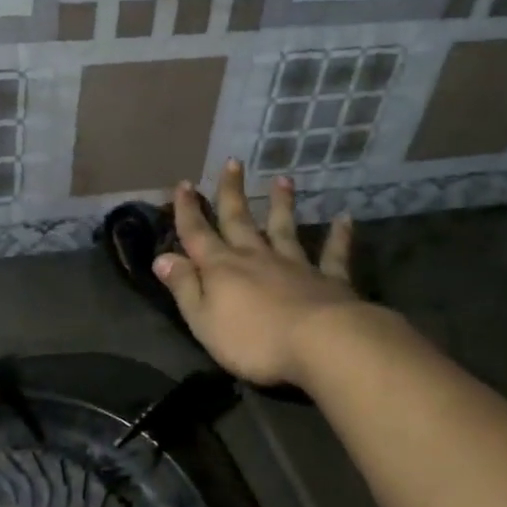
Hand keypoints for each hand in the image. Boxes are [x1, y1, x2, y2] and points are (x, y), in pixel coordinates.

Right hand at [152, 160, 378, 387]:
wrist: (320, 344)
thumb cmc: (253, 339)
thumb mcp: (203, 320)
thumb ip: (184, 287)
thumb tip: (162, 257)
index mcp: (222, 268)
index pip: (197, 234)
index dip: (188, 211)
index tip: (183, 184)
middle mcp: (256, 257)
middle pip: (239, 220)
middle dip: (231, 192)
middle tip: (232, 162)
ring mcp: (294, 265)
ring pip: (284, 228)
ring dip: (282, 204)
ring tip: (283, 179)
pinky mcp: (329, 280)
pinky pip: (333, 254)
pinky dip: (339, 236)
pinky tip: (345, 219)